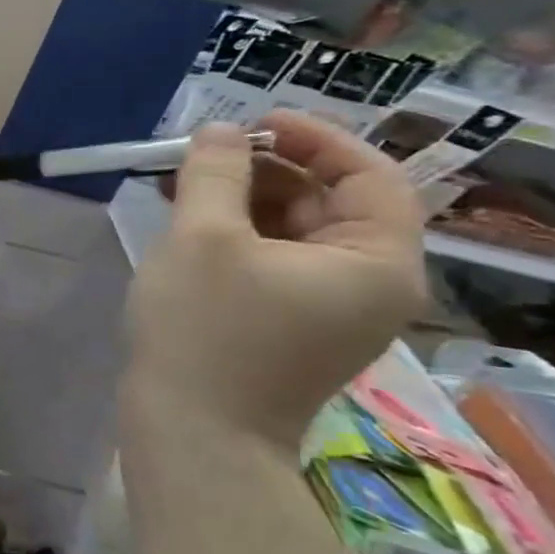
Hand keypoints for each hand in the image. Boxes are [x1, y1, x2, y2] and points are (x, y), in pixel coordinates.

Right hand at [126, 112, 427, 440]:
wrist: (192, 432)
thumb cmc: (204, 329)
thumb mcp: (203, 237)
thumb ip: (216, 173)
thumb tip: (222, 131)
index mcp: (375, 262)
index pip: (368, 176)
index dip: (313, 138)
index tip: (252, 121)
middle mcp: (368, 284)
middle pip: (328, 202)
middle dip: (264, 169)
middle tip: (202, 152)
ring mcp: (328, 309)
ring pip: (293, 231)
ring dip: (241, 199)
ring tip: (180, 182)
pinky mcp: (289, 324)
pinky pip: (273, 260)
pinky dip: (235, 233)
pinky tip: (185, 220)